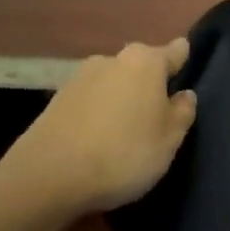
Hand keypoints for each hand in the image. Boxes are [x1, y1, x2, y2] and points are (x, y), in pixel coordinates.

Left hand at [0, 40, 197, 214]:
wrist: (45, 179)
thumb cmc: (123, 153)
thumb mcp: (169, 140)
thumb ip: (182, 112)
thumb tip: (183, 95)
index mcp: (146, 61)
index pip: (176, 51)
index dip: (183, 65)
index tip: (184, 86)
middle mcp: (112, 59)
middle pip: (141, 67)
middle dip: (149, 86)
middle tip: (155, 119)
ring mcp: (78, 78)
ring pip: (112, 85)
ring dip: (120, 101)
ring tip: (122, 136)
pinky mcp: (53, 102)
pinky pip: (88, 103)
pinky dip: (95, 116)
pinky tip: (95, 143)